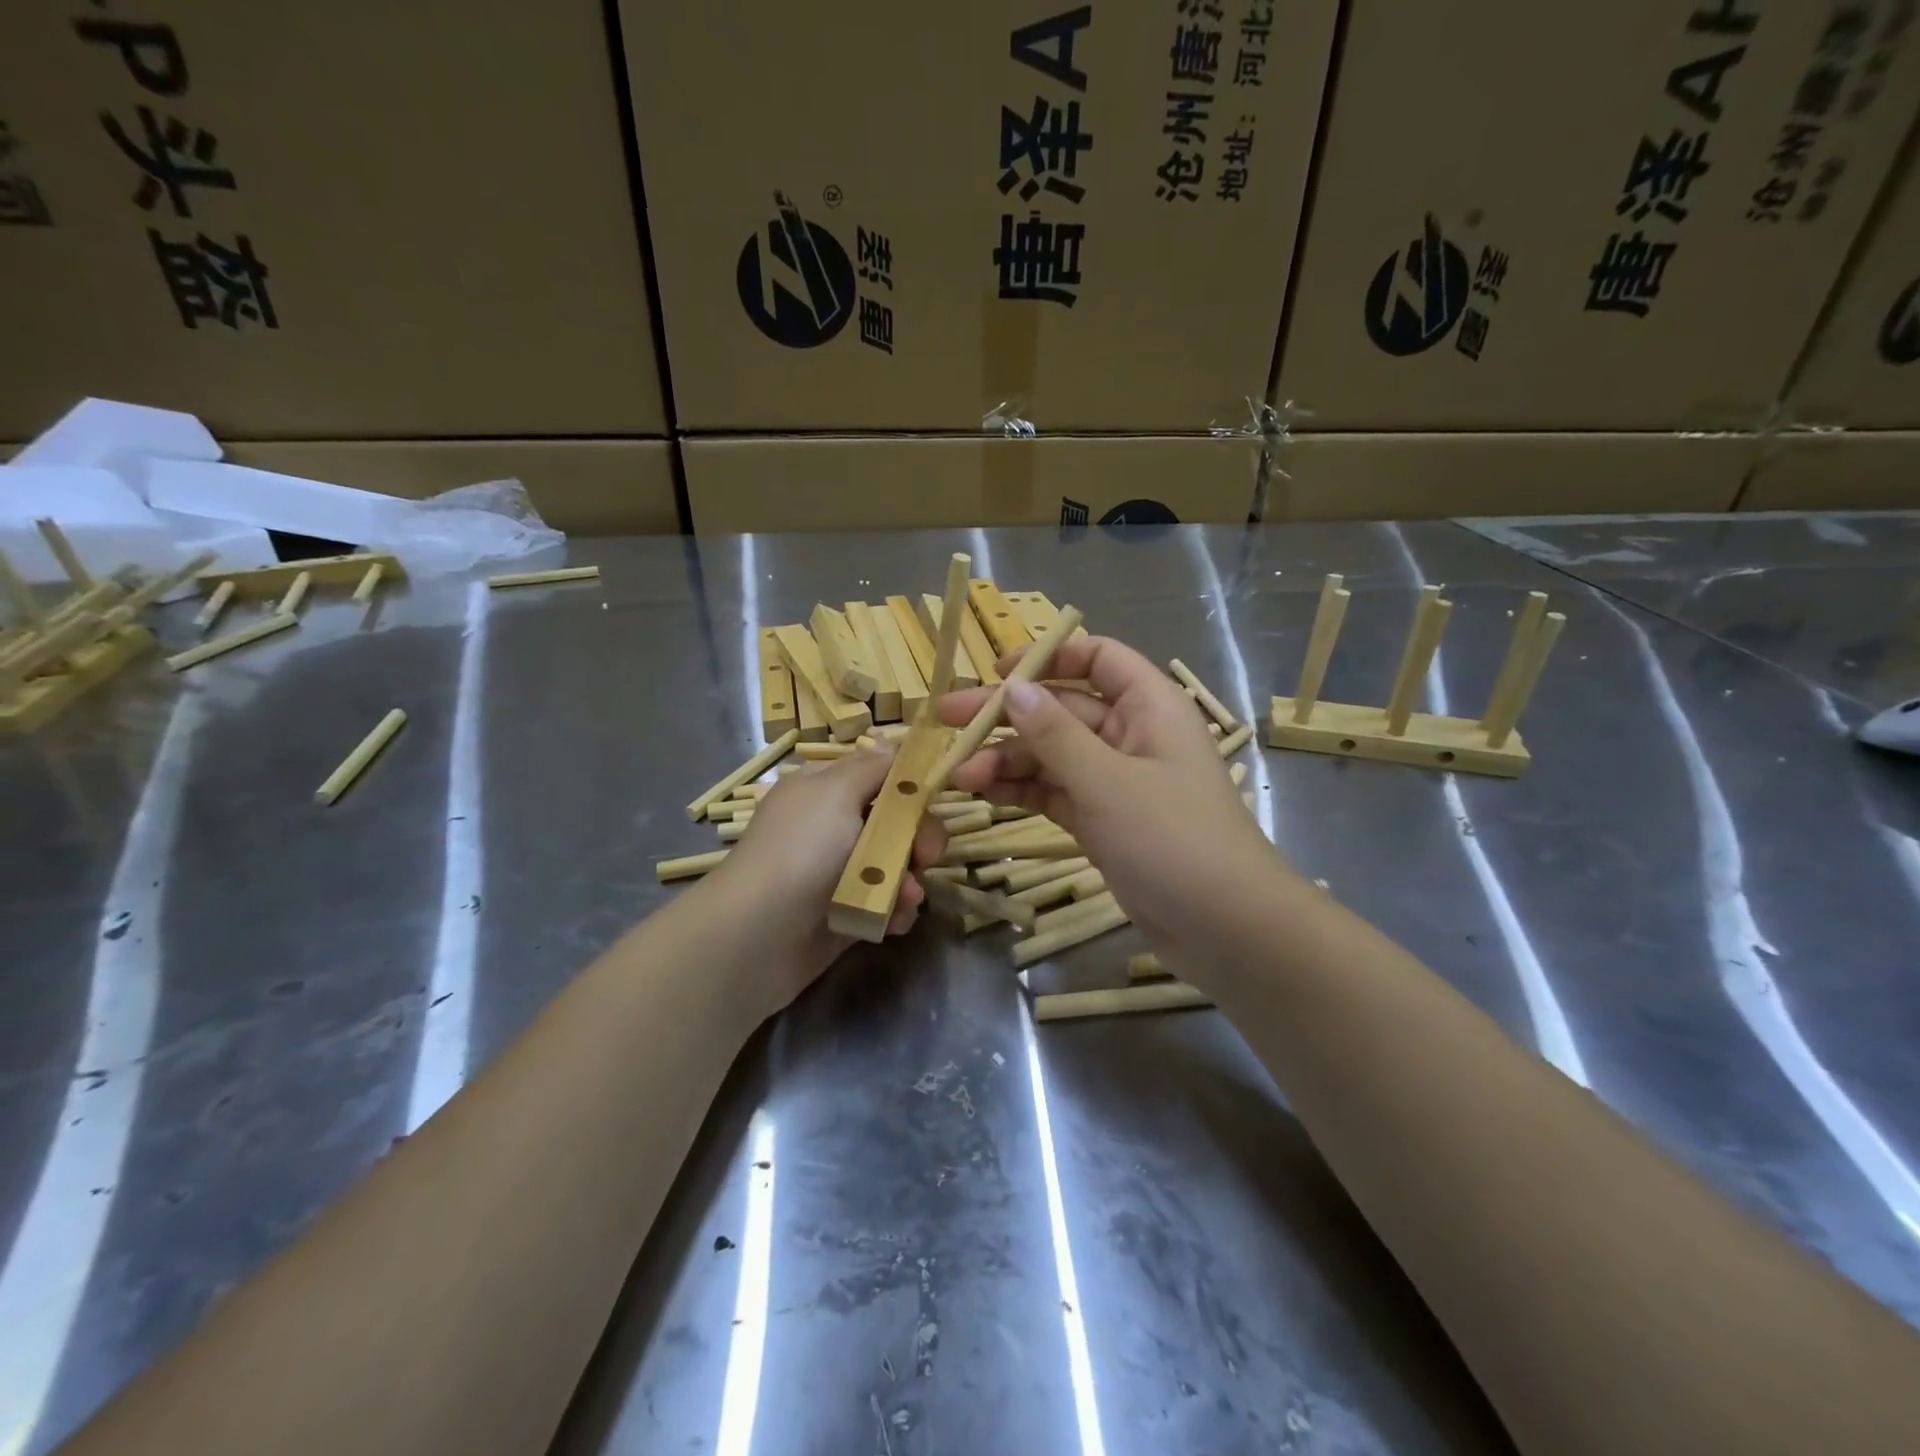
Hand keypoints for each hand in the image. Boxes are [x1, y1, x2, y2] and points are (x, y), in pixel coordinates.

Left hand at [706, 745, 946, 1008]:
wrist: (760, 933)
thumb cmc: (801, 849)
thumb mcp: (835, 792)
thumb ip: (872, 769)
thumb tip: (890, 746)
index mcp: (825, 792)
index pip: (878, 778)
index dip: (909, 786)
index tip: (933, 798)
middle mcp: (833, 829)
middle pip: (897, 824)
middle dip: (919, 839)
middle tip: (925, 856)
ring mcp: (841, 874)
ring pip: (898, 867)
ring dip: (910, 880)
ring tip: (905, 897)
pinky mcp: (848, 913)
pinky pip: (887, 905)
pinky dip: (895, 911)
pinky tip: (892, 919)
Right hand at [937, 637, 1290, 984]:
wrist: (1224, 928)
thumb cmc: (1173, 840)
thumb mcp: (1108, 782)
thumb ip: (1056, 734)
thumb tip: (1012, 688)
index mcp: (1149, 707)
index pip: (1098, 659)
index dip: (1048, 657)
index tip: (998, 672)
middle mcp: (1131, 736)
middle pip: (1062, 709)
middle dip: (1007, 714)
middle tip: (947, 717)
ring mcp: (1116, 781)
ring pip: (1053, 755)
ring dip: (1007, 760)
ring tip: (958, 773)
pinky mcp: (1103, 821)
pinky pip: (1055, 792)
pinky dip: (1022, 790)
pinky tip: (983, 792)